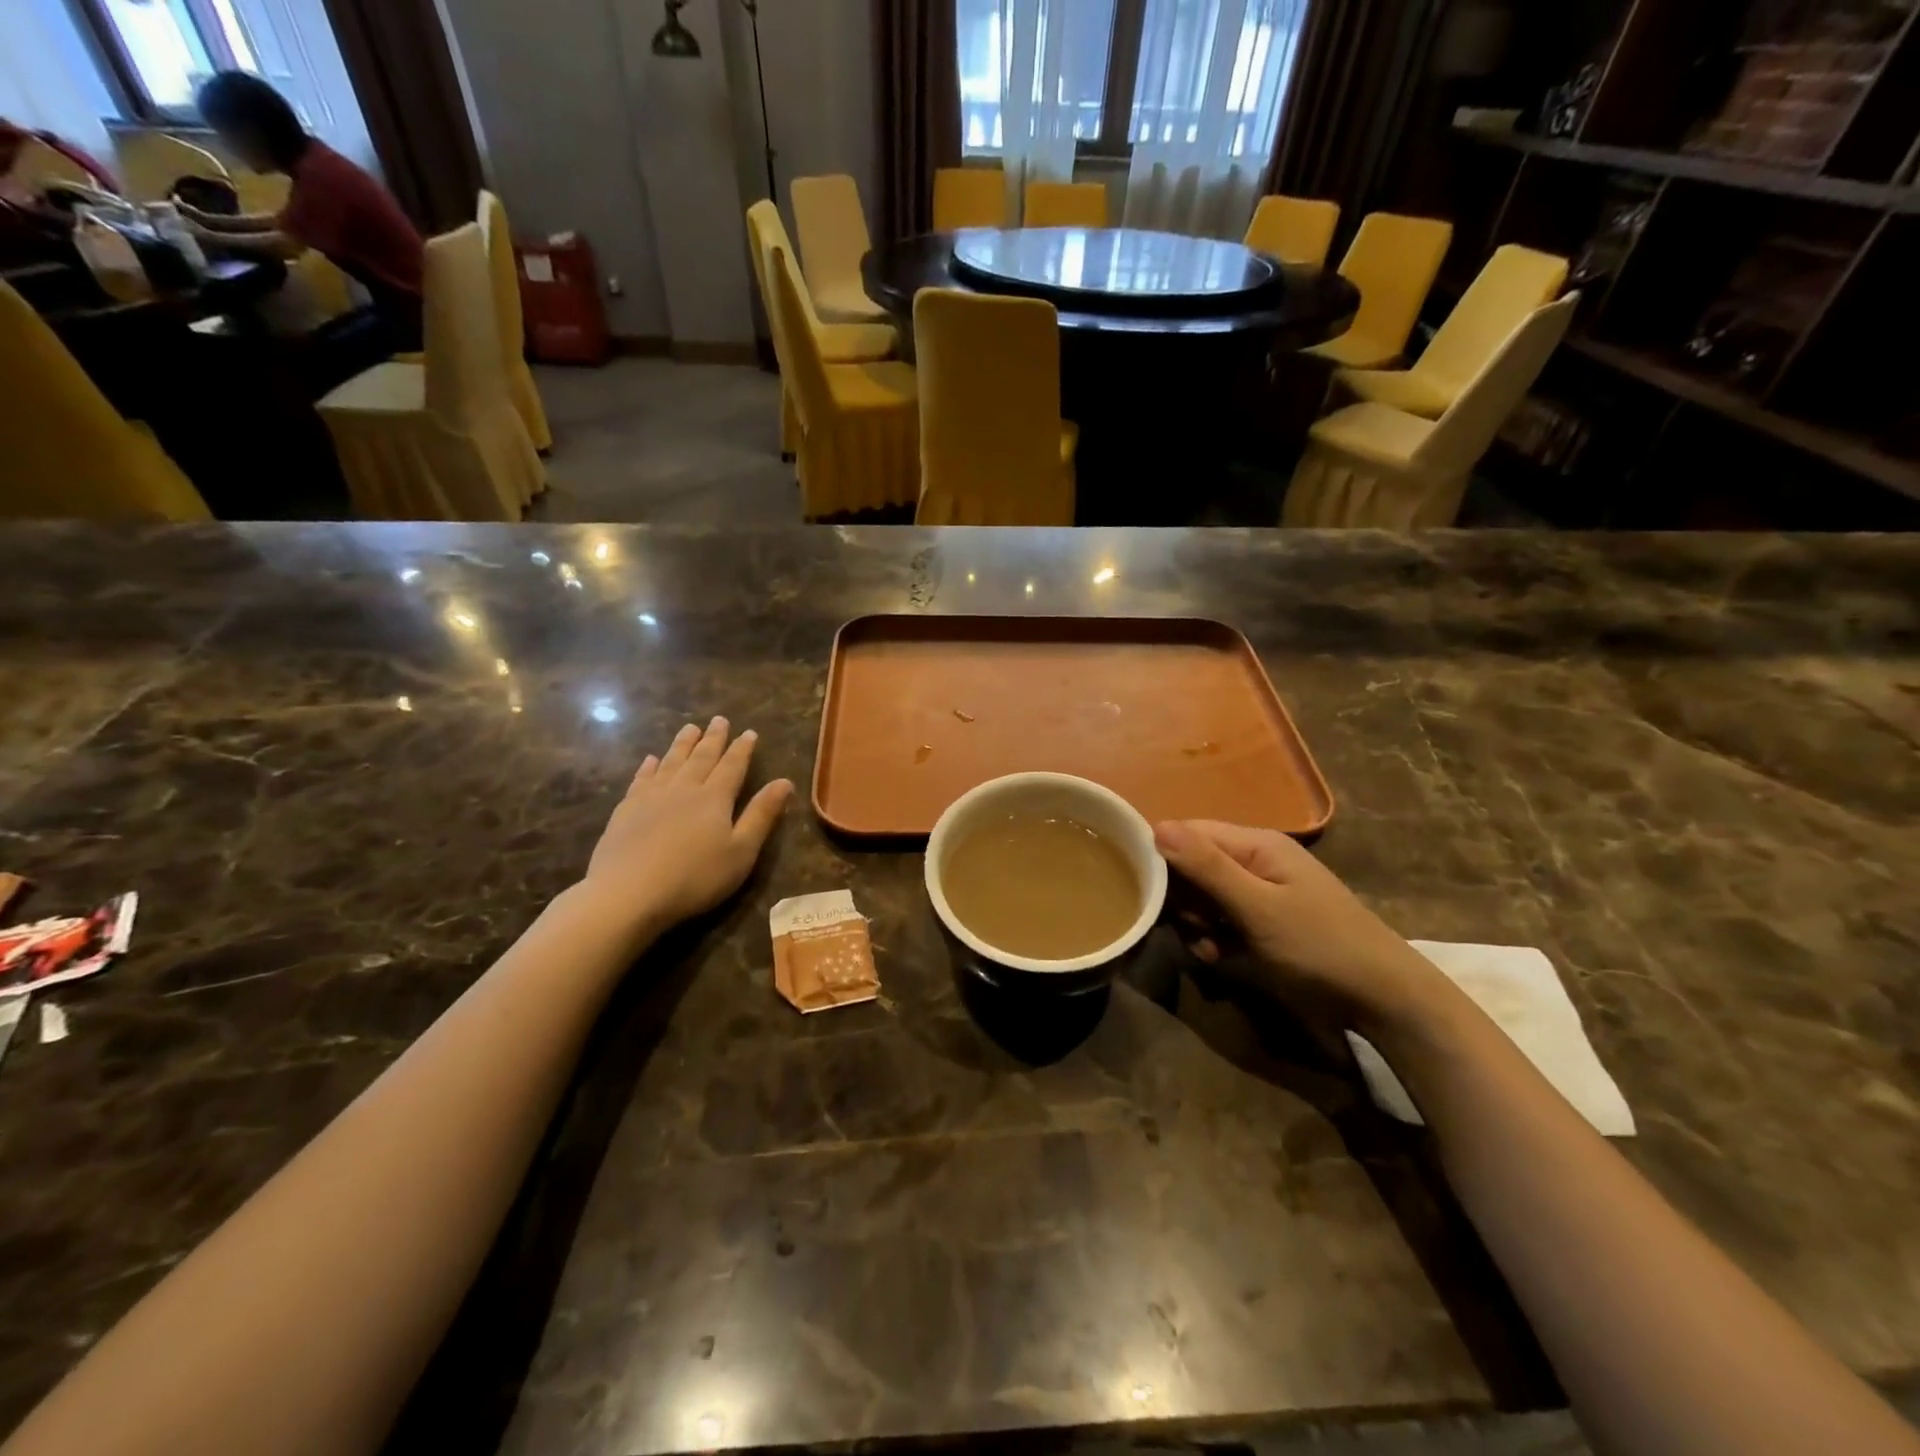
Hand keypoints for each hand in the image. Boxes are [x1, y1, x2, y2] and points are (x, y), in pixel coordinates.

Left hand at [578, 718, 792, 937]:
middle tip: (719, 719)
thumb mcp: (741, 851)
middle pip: (701, 758)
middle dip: (713, 738)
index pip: (732, 766)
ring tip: (690, 728)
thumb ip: (762, 815)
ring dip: (682, 744)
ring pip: (671, 762)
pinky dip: (648, 767)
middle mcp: (684, 789)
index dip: (742, 749)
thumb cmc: (695, 877)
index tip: (749, 732)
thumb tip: (784, 782)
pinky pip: (640, 780)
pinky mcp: (625, 811)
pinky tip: (650, 760)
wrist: (628, 894)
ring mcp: (651, 798)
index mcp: (714, 798)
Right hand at [1154, 820, 1445, 1030]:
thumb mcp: (1258, 907)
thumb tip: (1156, 827)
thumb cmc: (1319, 946)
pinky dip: (1212, 936)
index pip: (1189, 832)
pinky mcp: (1261, 923)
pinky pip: (1219, 919)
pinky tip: (1218, 956)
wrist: (1383, 999)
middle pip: (1192, 864)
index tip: (1138, 884)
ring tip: (1208, 947)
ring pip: (1202, 896)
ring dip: (1195, 921)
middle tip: (1188, 925)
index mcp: (1255, 844)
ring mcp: (1258, 892)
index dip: (1161, 853)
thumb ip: (1207, 868)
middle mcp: (1254, 860)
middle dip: (1180, 896)